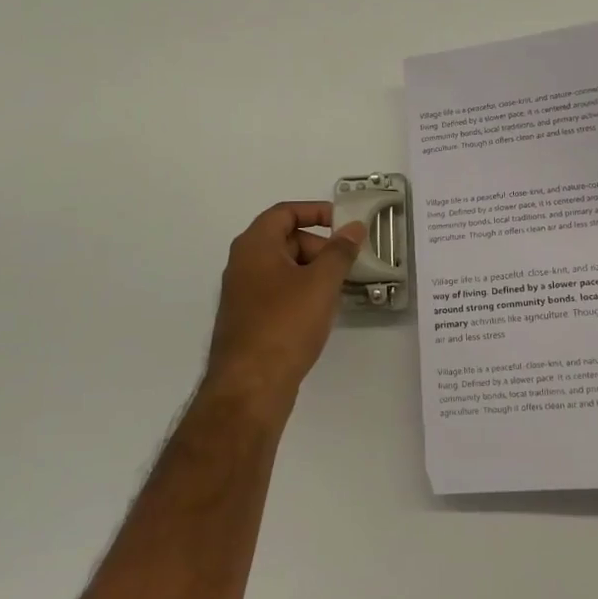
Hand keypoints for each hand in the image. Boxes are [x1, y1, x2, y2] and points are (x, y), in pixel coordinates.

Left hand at [206, 203, 365, 417]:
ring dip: (314, 272)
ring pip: (284, 269)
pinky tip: (322, 313)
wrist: (250, 387)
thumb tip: (354, 227)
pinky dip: (302, 293)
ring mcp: (243, 294)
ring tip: (340, 290)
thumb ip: (340, 251)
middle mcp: (243, 264)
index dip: (316, 211)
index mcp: (254, 245)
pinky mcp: (249, 320)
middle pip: (285, 239)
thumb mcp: (321, 283)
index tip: (344, 223)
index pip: (285, 212)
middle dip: (320, 246)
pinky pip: (279, 293)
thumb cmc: (285, 324)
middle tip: (347, 263)